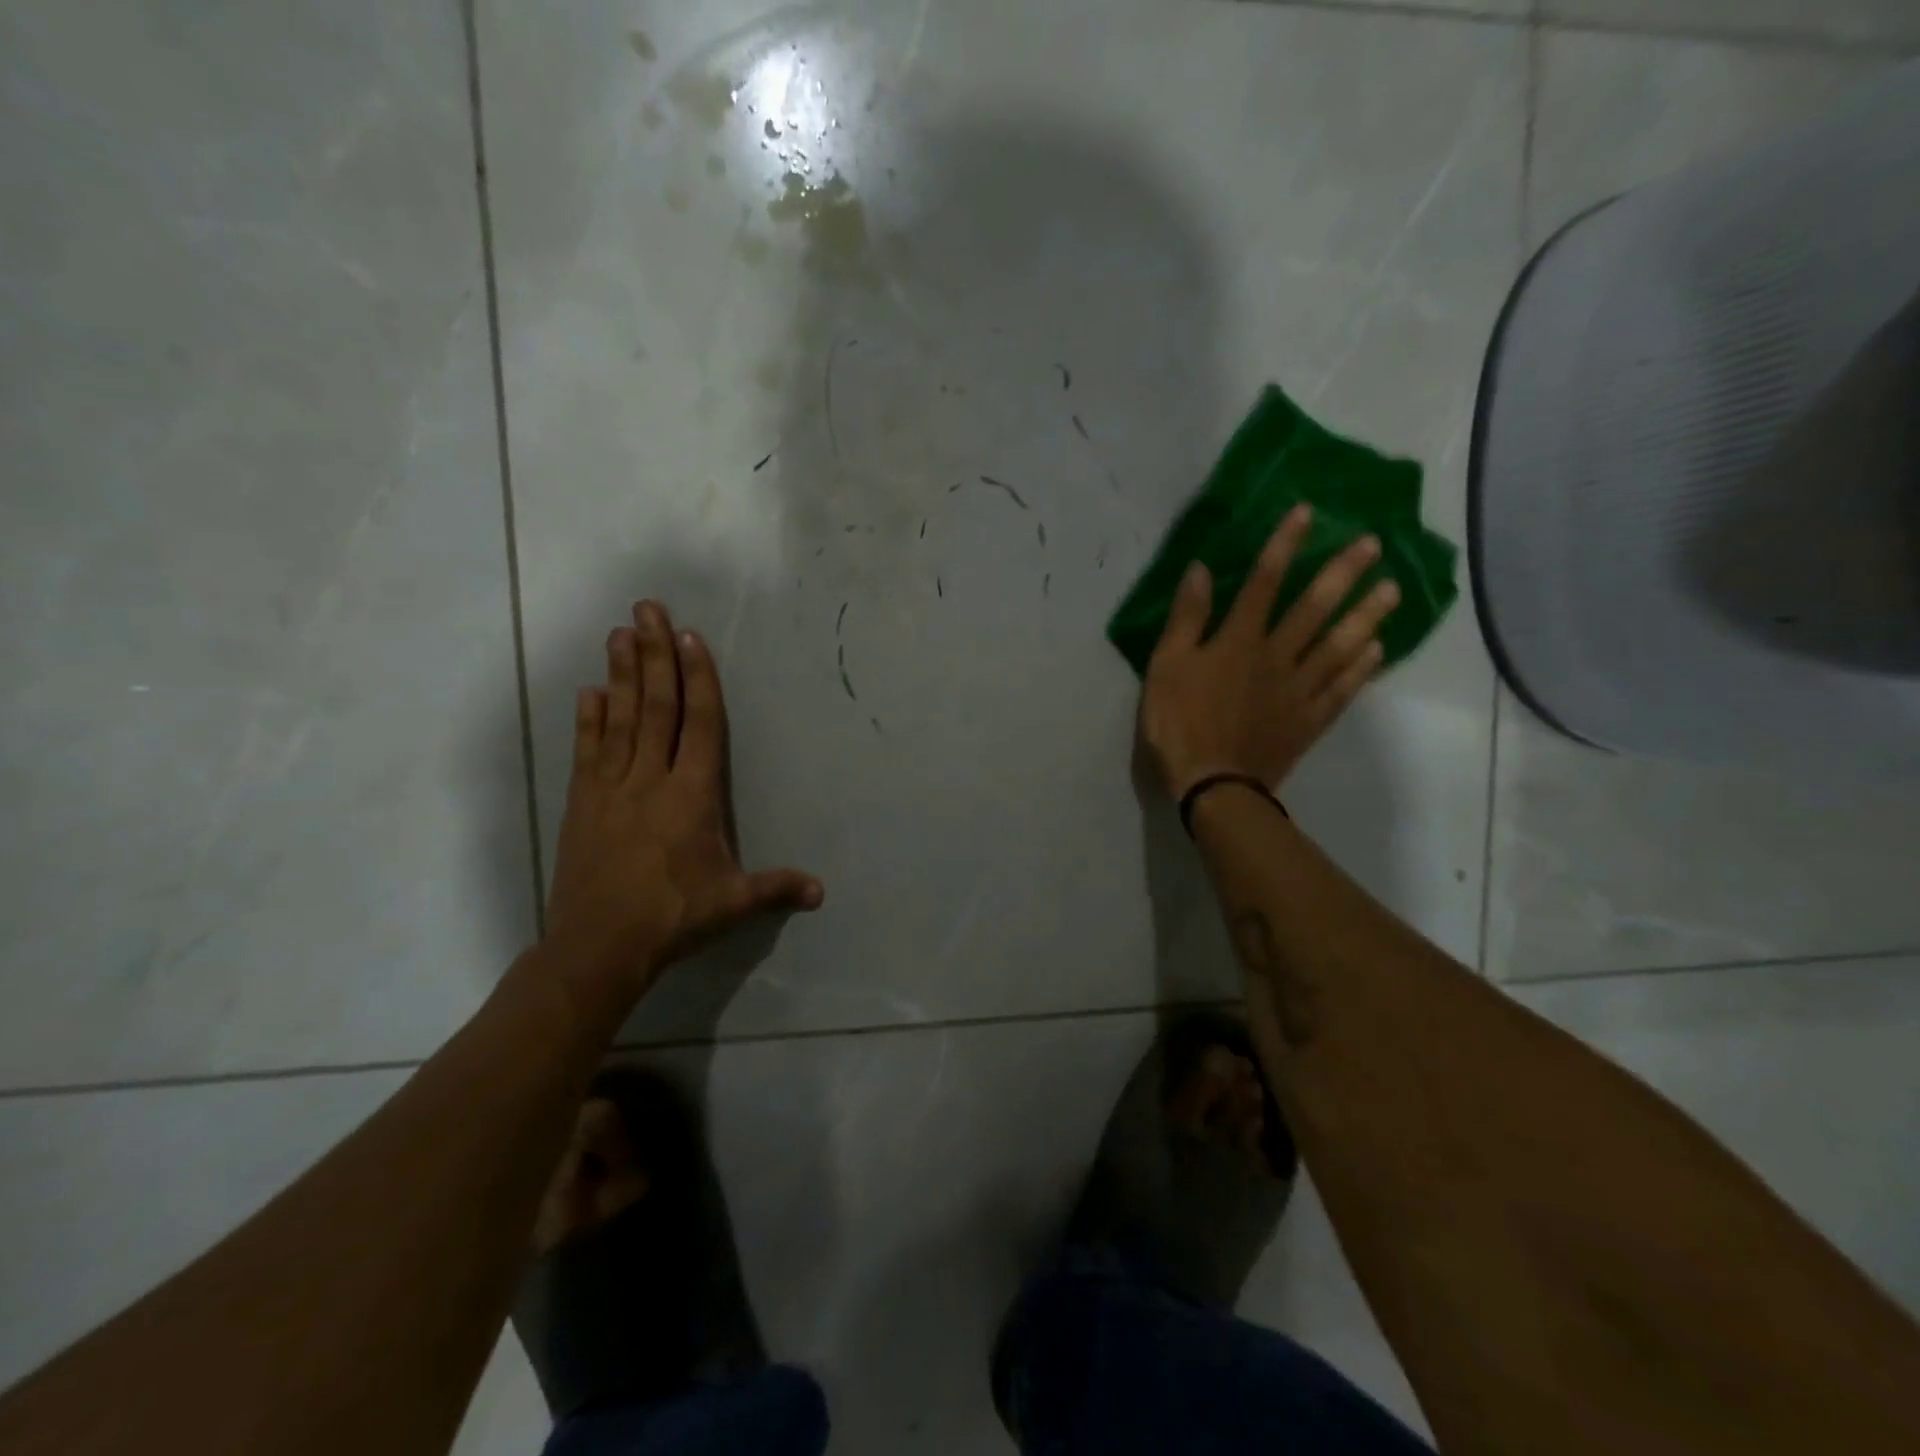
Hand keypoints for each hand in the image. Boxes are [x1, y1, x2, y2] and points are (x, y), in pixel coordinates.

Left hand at [543, 601, 823, 1001]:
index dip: (698, 679)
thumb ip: (776, 888)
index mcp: (692, 796)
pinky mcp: (583, 805)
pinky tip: (589, 692)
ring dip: (621, 674)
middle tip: (648, 610)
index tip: (690, 638)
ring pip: (619, 719)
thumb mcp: (733, 903)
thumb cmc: (673, 917)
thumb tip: (822, 892)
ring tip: (620, 633)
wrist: (597, 947)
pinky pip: (588, 751)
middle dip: (655, 655)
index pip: (700, 724)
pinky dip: (588, 719)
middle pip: (656, 707)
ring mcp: (612, 789)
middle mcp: (651, 780)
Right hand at [1140, 506, 1399, 801]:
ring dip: (1367, 615)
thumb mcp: (1165, 667)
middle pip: (1314, 608)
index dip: (1285, 545)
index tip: (1308, 512)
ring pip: (1340, 645)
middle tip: (1374, 544)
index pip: (1264, 582)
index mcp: (1238, 641)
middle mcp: (1277, 656)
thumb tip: (1202, 570)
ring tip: (1393, 590)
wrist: (1213, 785)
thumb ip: (1186, 619)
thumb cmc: (1179, 724)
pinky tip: (1379, 650)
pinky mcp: (1310, 720)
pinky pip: (1343, 688)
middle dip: (1343, 573)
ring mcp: (1299, 689)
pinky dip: (1362, 668)